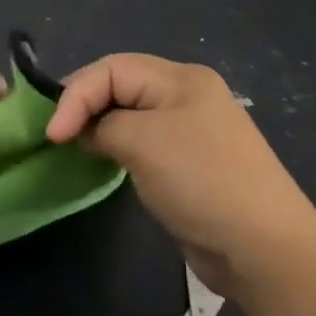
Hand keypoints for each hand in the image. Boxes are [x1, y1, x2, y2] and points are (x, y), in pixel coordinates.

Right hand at [45, 54, 315, 296]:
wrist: (262, 247)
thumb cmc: (201, 180)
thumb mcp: (144, 143)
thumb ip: (104, 126)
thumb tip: (87, 132)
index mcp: (181, 78)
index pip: (113, 68)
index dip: (76, 94)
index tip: (52, 134)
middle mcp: (186, 96)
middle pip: (121, 86)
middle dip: (86, 105)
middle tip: (56, 136)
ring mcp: (189, 131)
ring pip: (130, 115)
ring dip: (99, 126)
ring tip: (71, 146)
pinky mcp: (188, 164)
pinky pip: (143, 143)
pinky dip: (117, 147)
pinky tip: (102, 161)